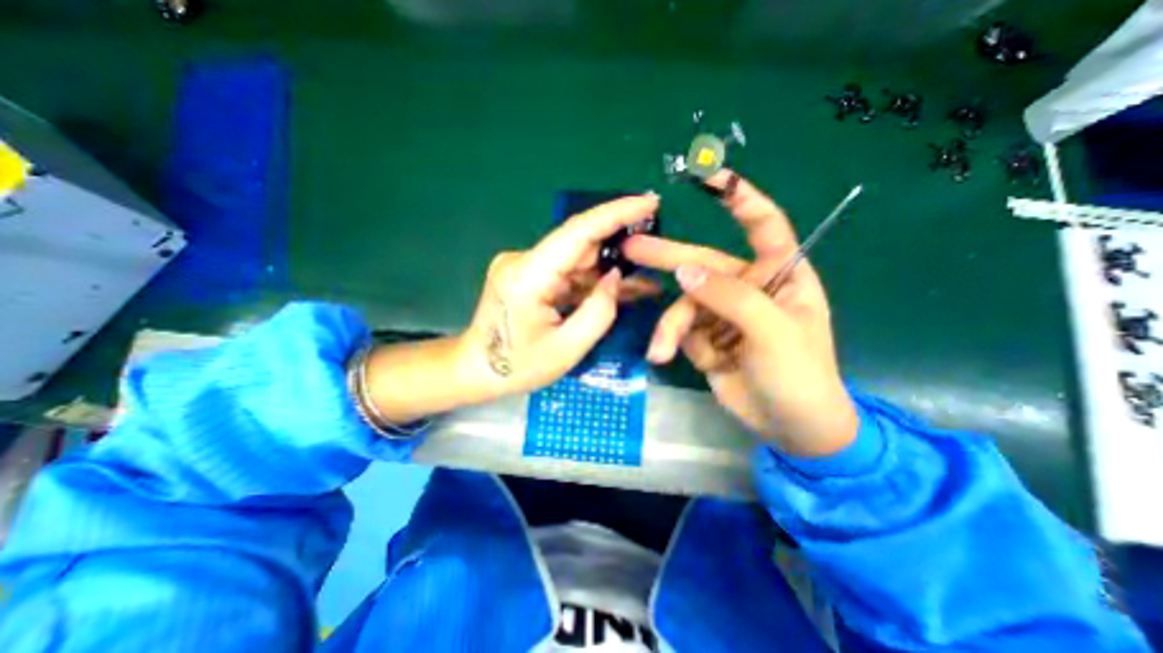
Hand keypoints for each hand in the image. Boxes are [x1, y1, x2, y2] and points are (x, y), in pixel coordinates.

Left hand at [460, 192, 663, 397]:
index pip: (577, 233)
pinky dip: (592, 281)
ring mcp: (524, 265)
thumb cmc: (518, 366)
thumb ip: (598, 312)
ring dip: (608, 269)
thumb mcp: (566, 350)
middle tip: (655, 254)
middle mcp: (524, 261)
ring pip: (577, 260)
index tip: (649, 203)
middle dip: (619, 248)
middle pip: (580, 245)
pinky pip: (568, 272)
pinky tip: (616, 290)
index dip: (616, 214)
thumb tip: (616, 276)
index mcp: (528, 276)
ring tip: (644, 282)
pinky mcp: (528, 274)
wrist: (476, 370)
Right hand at [623, 168, 856, 452]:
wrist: (790, 427)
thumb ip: (729, 297)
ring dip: (670, 326)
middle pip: (703, 263)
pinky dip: (672, 341)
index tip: (712, 178)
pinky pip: (680, 329)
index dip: (741, 199)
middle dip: (668, 258)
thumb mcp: (771, 332)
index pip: (764, 226)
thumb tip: (684, 270)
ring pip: (684, 305)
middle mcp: (748, 288)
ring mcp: (723, 314)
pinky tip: (666, 356)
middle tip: (632, 248)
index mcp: (780, 275)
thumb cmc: (800, 375)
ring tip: (660, 349)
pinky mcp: (705, 338)